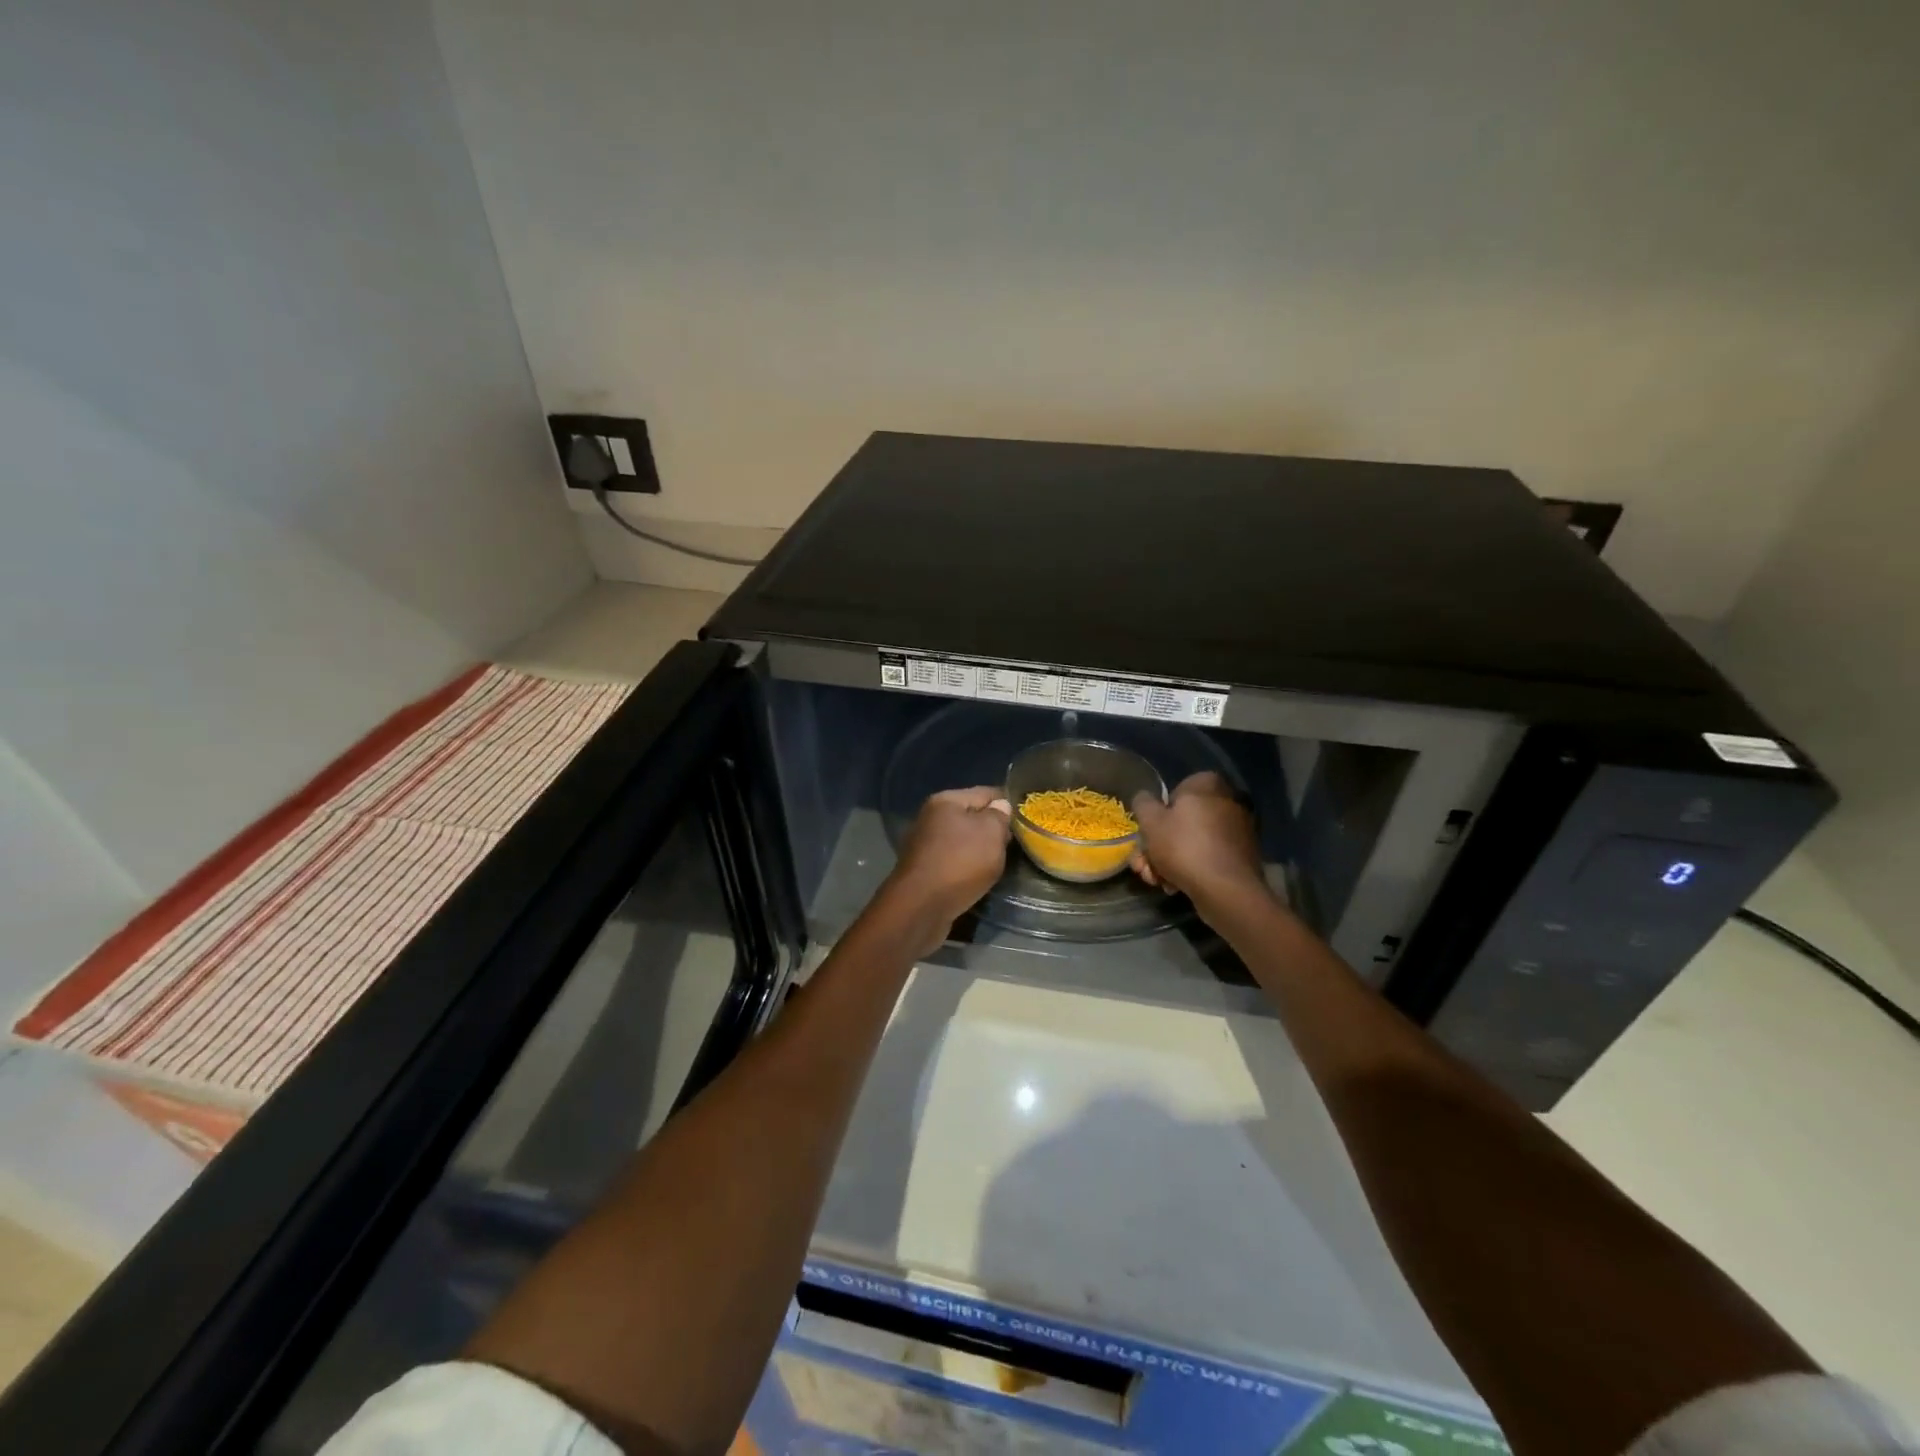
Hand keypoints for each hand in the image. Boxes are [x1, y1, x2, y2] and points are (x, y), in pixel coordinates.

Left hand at [888, 787, 1012, 933]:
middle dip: (993, 829)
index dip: (1007, 803)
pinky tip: (978, 878)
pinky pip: (953, 862)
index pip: (985, 792)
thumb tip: (1000, 806)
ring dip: (980, 851)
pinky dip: (966, 867)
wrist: (921, 907)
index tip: (1026, 817)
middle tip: (1014, 844)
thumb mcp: (991, 832)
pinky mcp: (923, 871)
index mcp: (945, 801)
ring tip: (1000, 863)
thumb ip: (999, 816)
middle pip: (971, 817)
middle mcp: (930, 818)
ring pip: (962, 842)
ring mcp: (924, 845)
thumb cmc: (960, 862)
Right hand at [1131, 772, 1266, 907]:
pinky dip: (1191, 868)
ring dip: (1169, 862)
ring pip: (1192, 842)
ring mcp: (1238, 829)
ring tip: (1157, 882)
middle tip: (1144, 867)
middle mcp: (1228, 801)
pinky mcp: (1242, 856)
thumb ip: (1143, 803)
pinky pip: (1208, 856)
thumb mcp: (1150, 821)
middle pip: (1181, 822)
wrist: (1227, 890)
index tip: (1146, 837)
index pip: (1173, 793)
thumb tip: (1145, 798)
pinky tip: (1176, 886)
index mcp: (1207, 784)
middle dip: (1158, 847)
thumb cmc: (1184, 847)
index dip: (1155, 816)